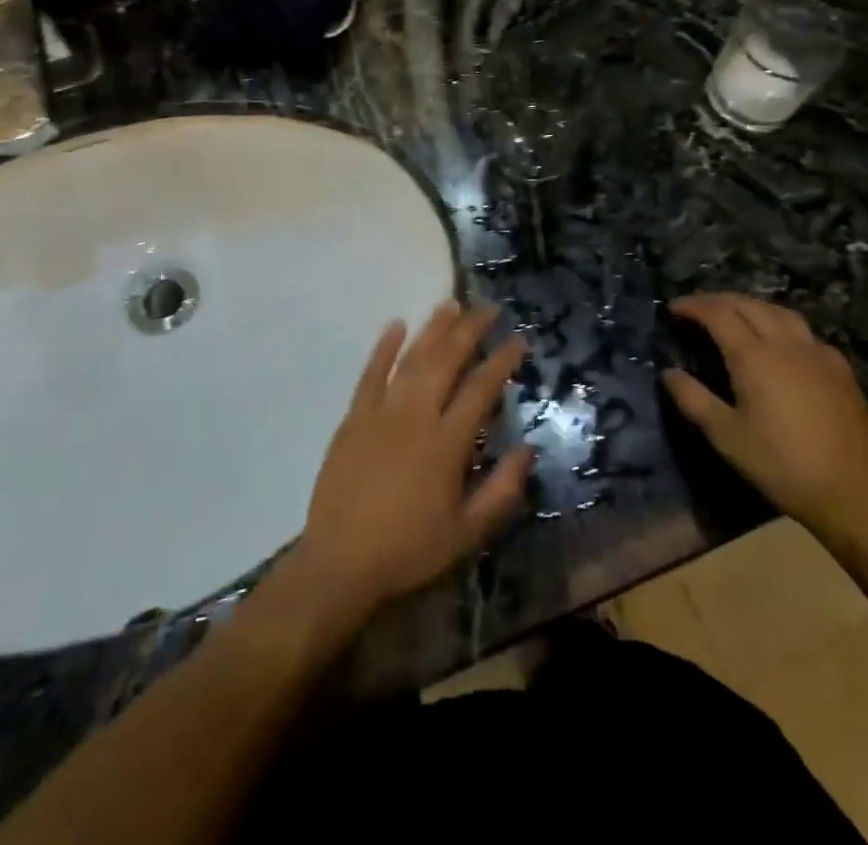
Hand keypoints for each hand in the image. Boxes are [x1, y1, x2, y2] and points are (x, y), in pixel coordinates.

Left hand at [295, 302, 531, 624]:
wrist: (340, 563)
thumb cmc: (409, 550)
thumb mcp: (466, 533)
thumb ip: (501, 491)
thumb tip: (528, 450)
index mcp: (446, 443)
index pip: (481, 389)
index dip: (502, 361)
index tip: (518, 340)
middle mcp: (416, 416)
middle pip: (446, 361)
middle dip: (470, 330)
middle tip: (488, 308)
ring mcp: (381, 413)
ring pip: (412, 359)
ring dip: (433, 329)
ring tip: (451, 304)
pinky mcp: (354, 418)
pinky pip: (370, 374)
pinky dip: (384, 348)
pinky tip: (396, 325)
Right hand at [663, 294, 867, 537]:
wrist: (852, 492)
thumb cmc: (780, 464)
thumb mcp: (726, 436)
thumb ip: (693, 399)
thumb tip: (669, 373)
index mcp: (753, 356)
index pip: (717, 313)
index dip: (693, 306)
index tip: (673, 309)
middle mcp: (784, 343)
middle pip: (747, 304)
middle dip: (718, 300)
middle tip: (697, 309)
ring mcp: (816, 352)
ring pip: (779, 311)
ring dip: (750, 306)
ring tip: (734, 315)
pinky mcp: (839, 367)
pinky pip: (804, 331)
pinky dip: (780, 324)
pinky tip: (779, 342)